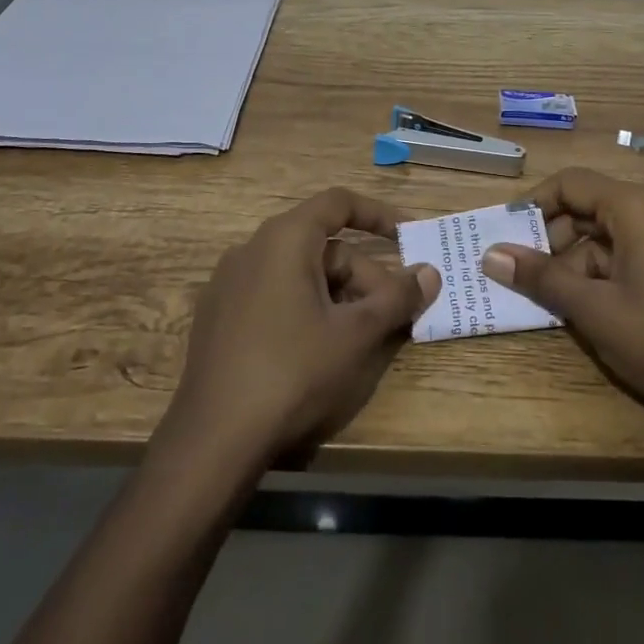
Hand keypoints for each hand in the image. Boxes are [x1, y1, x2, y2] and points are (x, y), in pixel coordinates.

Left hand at [165, 188, 439, 468]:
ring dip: (340, 296)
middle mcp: (252, 249)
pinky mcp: (218, 317)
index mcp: (284, 239)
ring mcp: (229, 284)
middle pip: (323, 247)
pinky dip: (307, 307)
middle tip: (393, 313)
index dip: (379, 215)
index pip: (338, 203)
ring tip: (362, 337)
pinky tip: (320, 350)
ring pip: (300, 274)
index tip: (409, 237)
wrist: (213, 439)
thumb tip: (430, 274)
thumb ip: (397, 297)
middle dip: (365, 275)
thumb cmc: (293, 372)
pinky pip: (274, 294)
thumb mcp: (356, 335)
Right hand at [482, 168, 643, 443]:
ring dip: (576, 263)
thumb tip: (491, 254)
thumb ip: (540, 277)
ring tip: (552, 301)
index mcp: (636, 207)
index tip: (505, 235)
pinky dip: (602, 276)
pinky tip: (588, 310)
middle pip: (590, 208)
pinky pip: (630, 257)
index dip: (533, 204)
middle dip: (553, 239)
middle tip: (523, 275)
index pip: (571, 183)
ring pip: (608, 237)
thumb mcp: (592, 308)